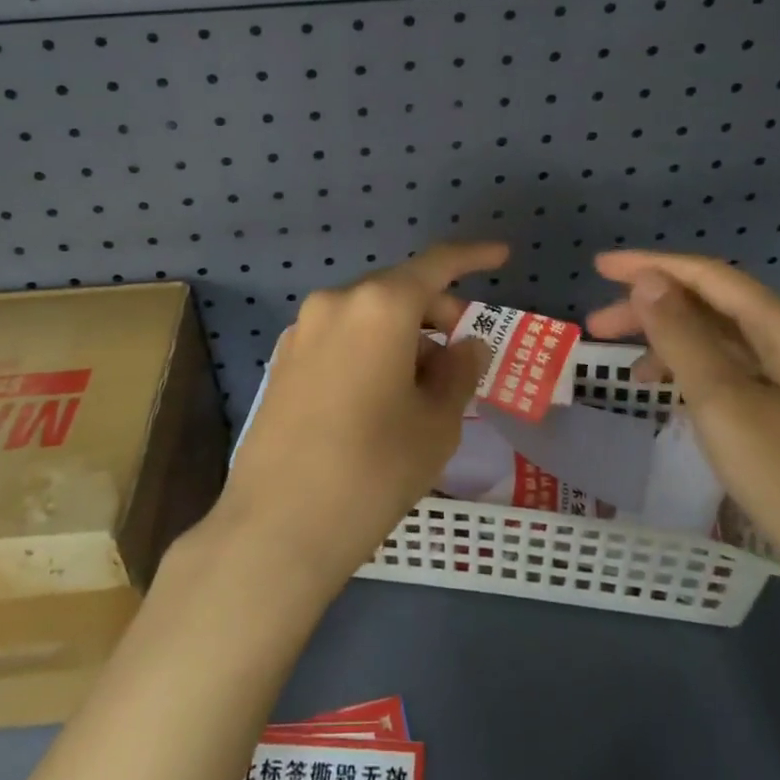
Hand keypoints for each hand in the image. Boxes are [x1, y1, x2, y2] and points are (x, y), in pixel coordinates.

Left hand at [219, 240, 509, 590]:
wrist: (278, 526)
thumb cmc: (374, 469)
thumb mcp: (436, 423)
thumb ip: (459, 371)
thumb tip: (466, 344)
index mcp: (379, 306)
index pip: (436, 265)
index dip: (472, 256)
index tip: (501, 254)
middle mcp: (336, 303)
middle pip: (399, 291)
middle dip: (436, 313)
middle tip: (463, 355)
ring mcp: (302, 330)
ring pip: (367, 315)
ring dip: (402, 335)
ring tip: (421, 388)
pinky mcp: (283, 360)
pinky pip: (339, 337)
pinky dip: (369, 348)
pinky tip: (378, 396)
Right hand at [587, 250, 779, 609]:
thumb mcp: (723, 403)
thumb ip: (681, 335)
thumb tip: (648, 279)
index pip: (709, 276)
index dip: (649, 265)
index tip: (598, 266)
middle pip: (716, 307)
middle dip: (655, 309)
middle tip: (598, 328)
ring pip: (728, 343)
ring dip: (675, 345)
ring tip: (630, 372)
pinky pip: (742, 375)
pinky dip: (701, 376)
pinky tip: (676, 399)